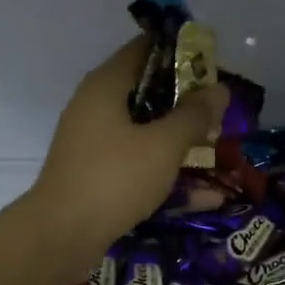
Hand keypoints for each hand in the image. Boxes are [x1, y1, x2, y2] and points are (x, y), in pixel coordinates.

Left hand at [29, 37, 226, 259]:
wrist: (62, 236)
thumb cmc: (115, 178)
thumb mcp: (163, 145)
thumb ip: (194, 116)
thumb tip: (220, 90)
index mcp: (106, 86)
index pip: (144, 49)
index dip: (180, 51)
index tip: (212, 64)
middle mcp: (96, 108)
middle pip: (148, 93)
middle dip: (187, 103)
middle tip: (221, 112)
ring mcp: (94, 145)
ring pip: (146, 134)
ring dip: (181, 143)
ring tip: (220, 151)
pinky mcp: (97, 177)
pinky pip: (139, 166)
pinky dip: (168, 175)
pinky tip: (207, 197)